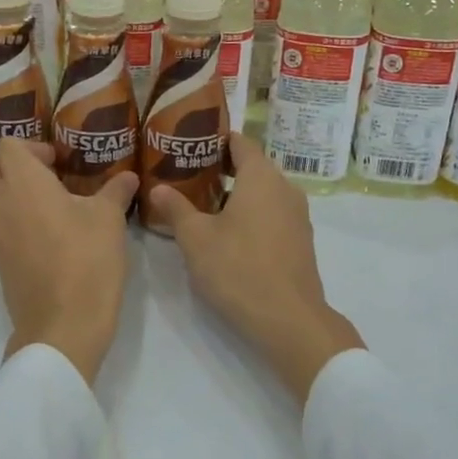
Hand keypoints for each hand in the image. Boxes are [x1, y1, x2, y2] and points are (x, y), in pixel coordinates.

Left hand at [0, 138, 138, 385]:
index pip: (8, 145)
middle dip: (14, 167)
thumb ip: (115, 191)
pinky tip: (47, 239)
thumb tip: (129, 177)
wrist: (63, 326)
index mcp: (22, 182)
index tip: (59, 162)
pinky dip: (14, 223)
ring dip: (13, 195)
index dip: (33, 147)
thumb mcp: (109, 220)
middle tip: (50, 179)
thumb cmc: (87, 260)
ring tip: (52, 209)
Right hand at [145, 133, 362, 407]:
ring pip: (263, 192)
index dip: (215, 139)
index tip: (190, 144)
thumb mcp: (195, 238)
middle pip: (252, 166)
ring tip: (202, 204)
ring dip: (236, 193)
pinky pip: (272, 213)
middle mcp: (285, 188)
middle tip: (187, 175)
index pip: (240, 142)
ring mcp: (297, 215)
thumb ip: (176, 208)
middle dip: (221, 168)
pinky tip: (228, 232)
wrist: (288, 319)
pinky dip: (251, 213)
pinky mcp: (300, 240)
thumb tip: (157, 188)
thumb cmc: (238, 268)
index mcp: (261, 177)